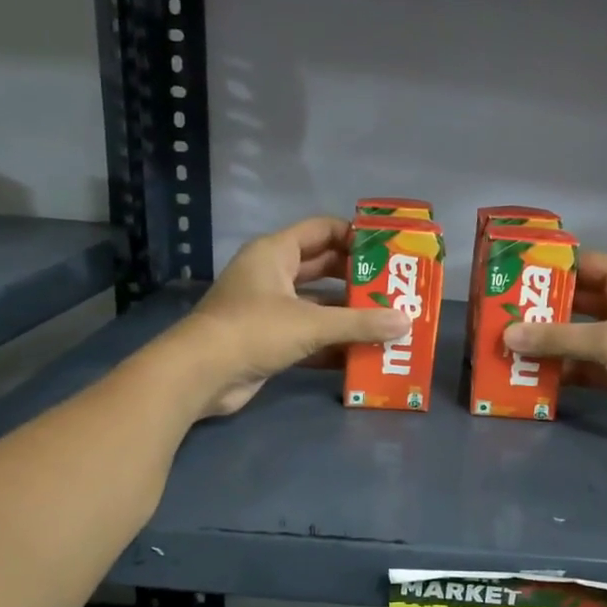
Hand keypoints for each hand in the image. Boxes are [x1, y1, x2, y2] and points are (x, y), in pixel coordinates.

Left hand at [171, 216, 410, 417]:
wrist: (201, 375)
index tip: (388, 250)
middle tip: (395, 289)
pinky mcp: (268, 341)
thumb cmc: (254, 330)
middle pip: (323, 268)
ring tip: (387, 322)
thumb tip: (405, 322)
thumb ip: (360, 323)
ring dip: (348, 315)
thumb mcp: (312, 323)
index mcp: (275, 253)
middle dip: (357, 280)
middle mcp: (272, 275)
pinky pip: (308, 336)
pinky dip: (332, 344)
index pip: (322, 230)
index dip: (355, 236)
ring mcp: (268, 309)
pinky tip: (363, 354)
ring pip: (317, 306)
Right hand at [502, 251, 606, 438]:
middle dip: (540, 312)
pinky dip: (560, 372)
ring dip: (546, 345)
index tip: (511, 275)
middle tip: (498, 316)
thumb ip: (559, 337)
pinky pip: (581, 368)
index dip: (548, 269)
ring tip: (505, 348)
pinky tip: (529, 376)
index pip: (582, 265)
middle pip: (574, 304)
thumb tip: (507, 335)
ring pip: (575, 339)